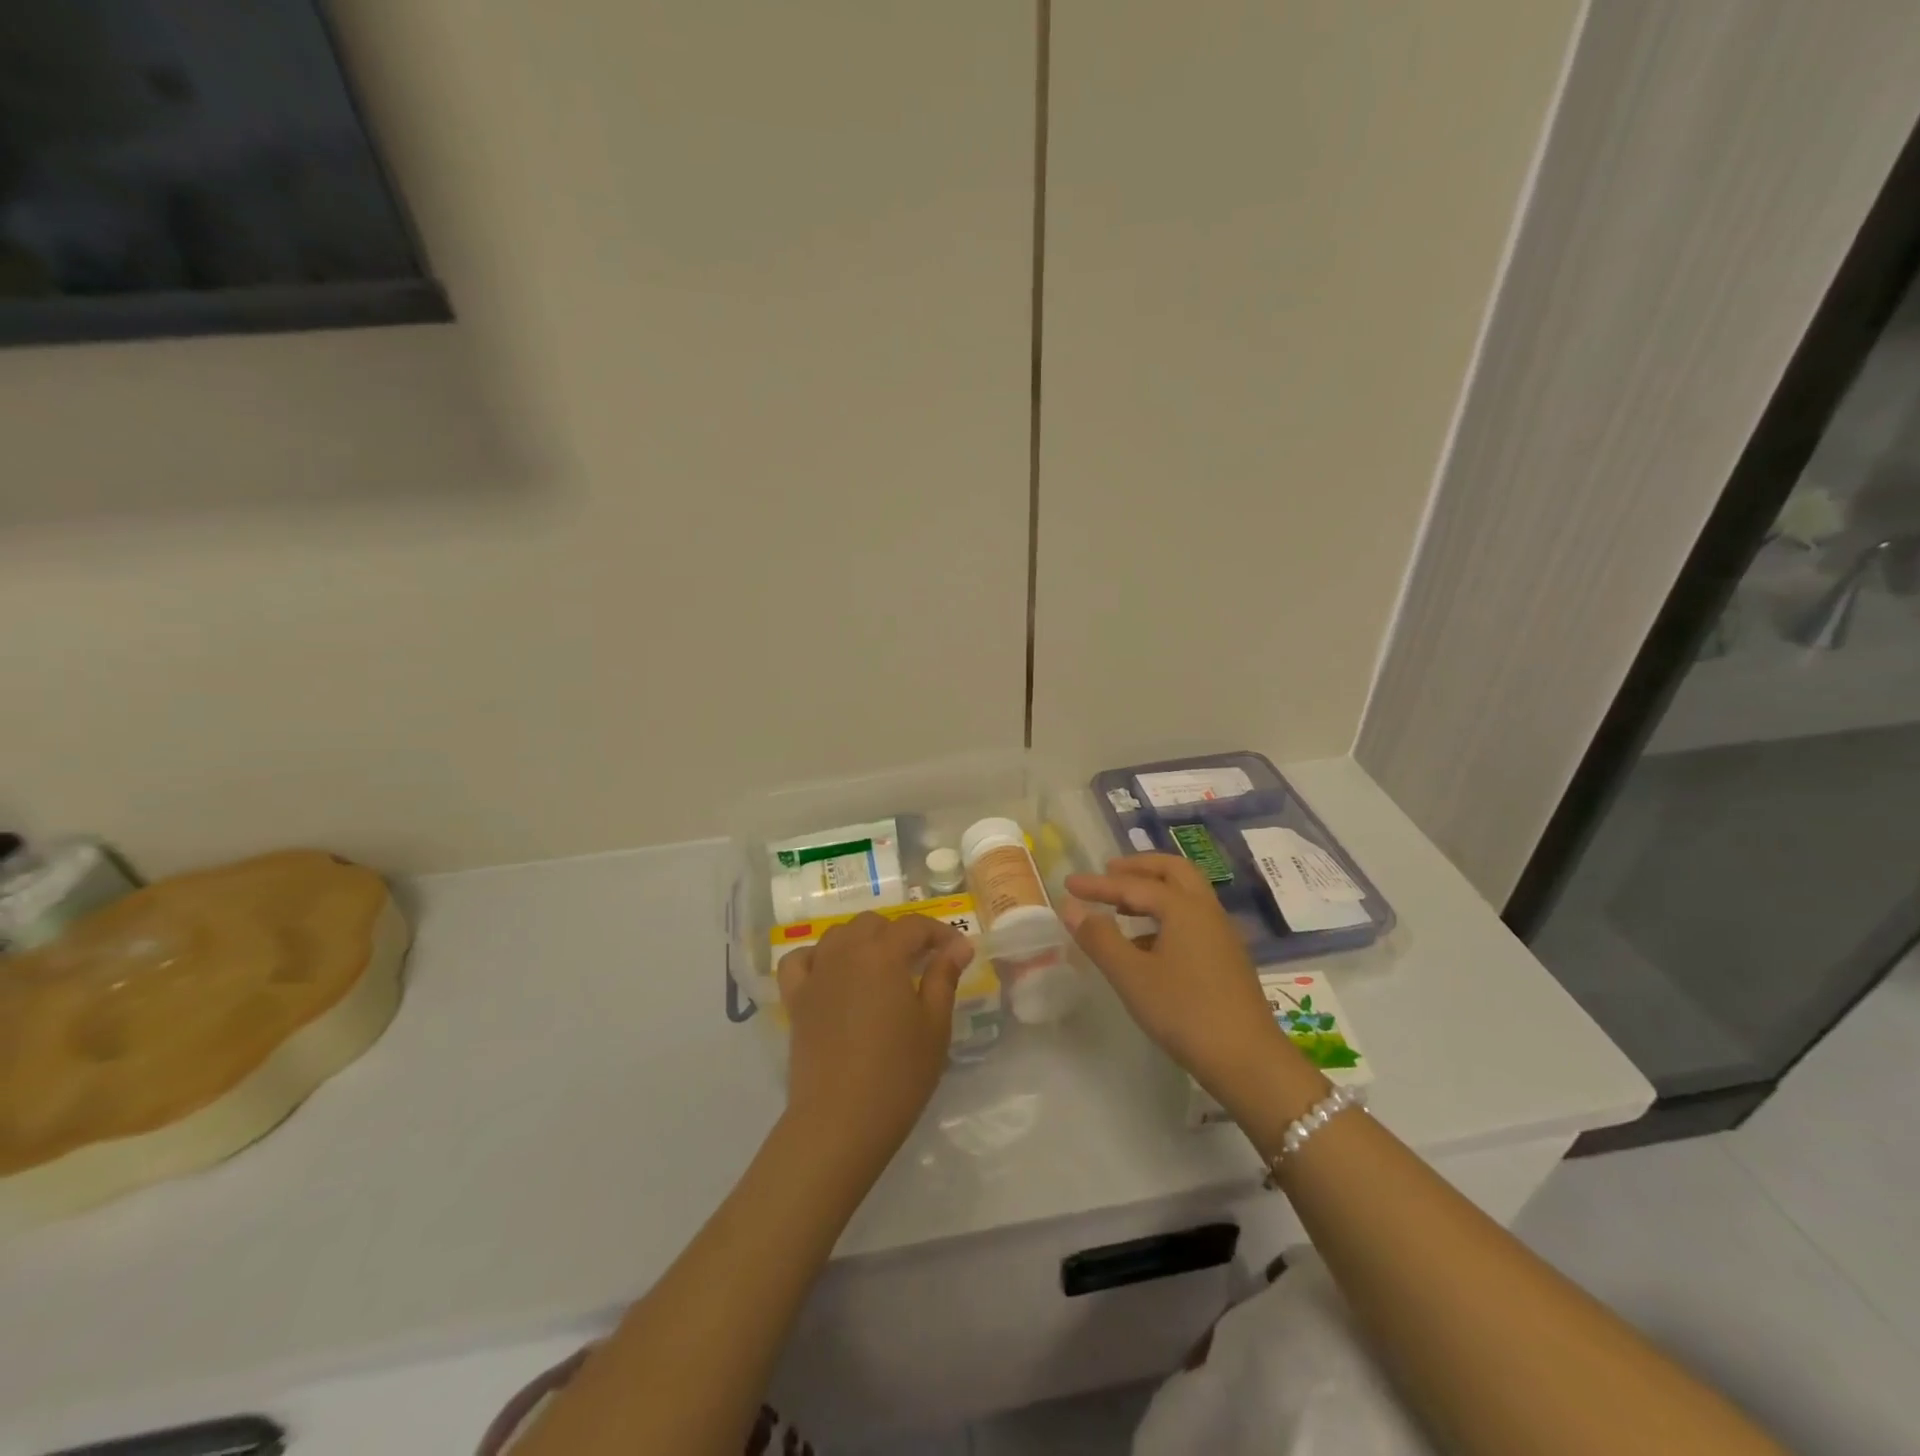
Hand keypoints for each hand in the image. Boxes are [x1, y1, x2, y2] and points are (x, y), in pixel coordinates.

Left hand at [776, 911, 973, 1177]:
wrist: (840, 1122)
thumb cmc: (898, 1075)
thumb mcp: (935, 1026)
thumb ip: (944, 977)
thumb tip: (958, 946)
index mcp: (883, 955)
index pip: (914, 926)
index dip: (940, 933)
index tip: (958, 951)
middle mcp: (846, 952)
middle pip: (874, 924)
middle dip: (900, 934)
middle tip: (921, 963)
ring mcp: (816, 974)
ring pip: (838, 935)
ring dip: (863, 940)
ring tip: (881, 968)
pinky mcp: (795, 999)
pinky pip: (800, 960)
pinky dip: (817, 957)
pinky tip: (831, 974)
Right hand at [1063, 854, 1314, 1111]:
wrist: (1248, 1060)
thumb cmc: (1185, 1012)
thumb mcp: (1132, 976)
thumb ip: (1099, 938)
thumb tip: (1070, 906)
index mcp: (1184, 908)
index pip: (1133, 885)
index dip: (1098, 884)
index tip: (1068, 883)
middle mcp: (1207, 911)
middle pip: (1173, 871)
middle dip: (1138, 867)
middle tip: (1108, 873)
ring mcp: (1222, 934)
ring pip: (1187, 894)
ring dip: (1154, 890)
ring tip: (1122, 907)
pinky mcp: (1227, 957)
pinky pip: (1193, 918)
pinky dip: (1167, 914)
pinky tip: (1147, 944)